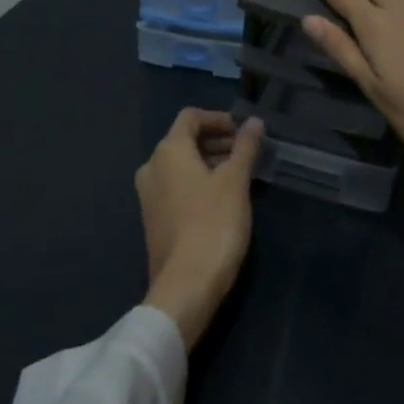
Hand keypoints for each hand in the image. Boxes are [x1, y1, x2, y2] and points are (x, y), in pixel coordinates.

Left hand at [135, 109, 263, 349]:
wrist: (186, 286)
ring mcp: (149, 195)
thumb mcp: (235, 182)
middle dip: (217, 141)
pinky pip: (177, 186)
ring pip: (181, 165)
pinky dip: (199, 182)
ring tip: (241, 174)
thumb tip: (254, 122)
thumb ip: (245, 147)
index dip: (219, 119)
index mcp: (168, 151)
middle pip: (185, 140)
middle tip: (248, 153)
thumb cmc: (213, 224)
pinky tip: (223, 198)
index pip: (191, 117)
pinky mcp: (154, 219)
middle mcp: (152, 167)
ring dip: (210, 162)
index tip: (245, 131)